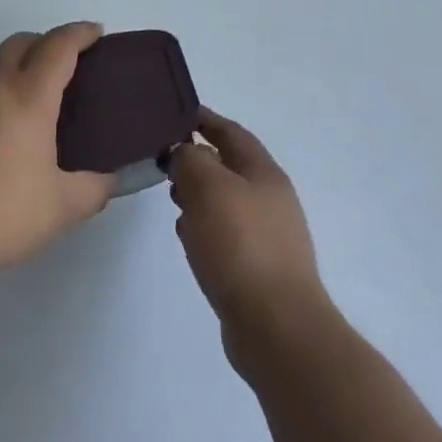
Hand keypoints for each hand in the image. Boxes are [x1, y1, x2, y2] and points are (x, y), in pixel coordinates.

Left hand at [0, 23, 112, 277]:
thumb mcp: (60, 210)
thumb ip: (94, 190)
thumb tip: (109, 180)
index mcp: (27, 96)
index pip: (59, 46)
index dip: (81, 33)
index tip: (95, 32)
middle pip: (20, 42)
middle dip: (44, 44)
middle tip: (60, 68)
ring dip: (8, 67)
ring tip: (18, 100)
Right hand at [168, 112, 330, 363]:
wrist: (276, 327)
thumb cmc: (241, 246)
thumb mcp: (209, 188)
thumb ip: (191, 160)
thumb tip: (184, 152)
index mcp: (264, 172)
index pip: (231, 132)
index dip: (205, 119)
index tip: (175, 113)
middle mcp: (270, 199)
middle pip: (229, 167)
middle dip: (197, 160)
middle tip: (164, 161)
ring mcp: (267, 236)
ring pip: (225, 202)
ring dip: (199, 196)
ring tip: (172, 199)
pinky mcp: (257, 269)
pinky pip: (225, 235)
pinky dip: (204, 228)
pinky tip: (187, 239)